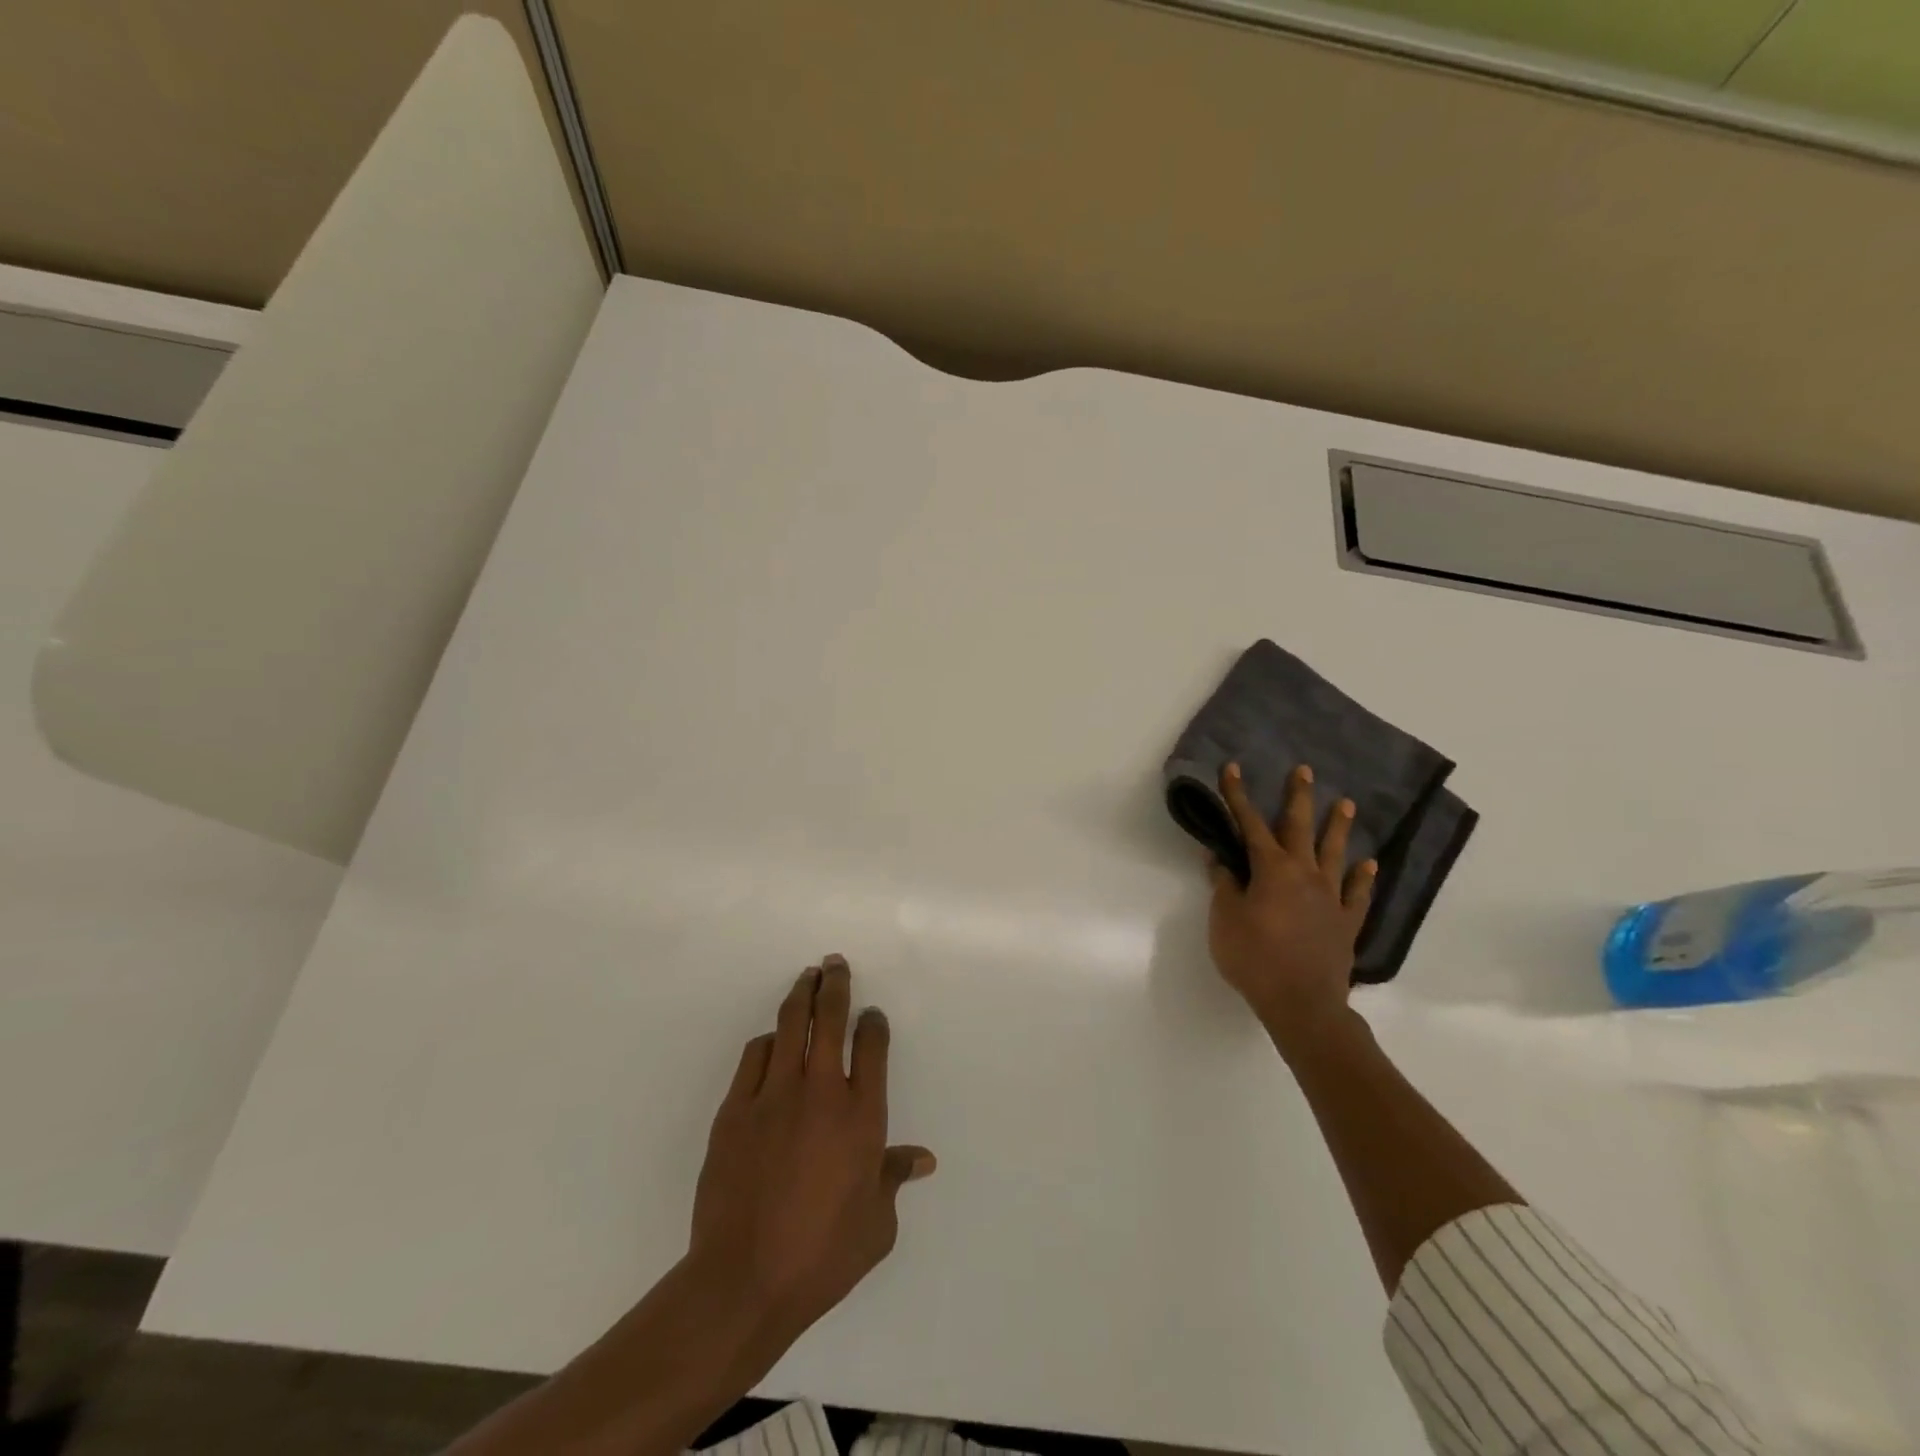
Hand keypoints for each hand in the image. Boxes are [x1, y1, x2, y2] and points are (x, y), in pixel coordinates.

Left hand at [689, 954, 935, 1344]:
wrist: (744, 1280)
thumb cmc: (822, 1256)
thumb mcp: (877, 1225)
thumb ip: (894, 1179)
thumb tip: (922, 1159)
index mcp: (862, 1115)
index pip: (872, 1045)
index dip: (873, 1023)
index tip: (871, 1015)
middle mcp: (821, 1091)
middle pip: (830, 1018)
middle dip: (836, 985)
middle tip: (835, 964)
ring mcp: (774, 1095)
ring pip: (790, 1025)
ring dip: (801, 996)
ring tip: (807, 978)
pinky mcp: (736, 1109)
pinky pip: (754, 1057)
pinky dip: (768, 1042)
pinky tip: (772, 1040)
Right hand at [1208, 762, 1376, 1056]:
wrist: (1302, 1004)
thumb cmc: (1254, 958)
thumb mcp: (1225, 920)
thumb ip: (1224, 886)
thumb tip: (1220, 860)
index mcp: (1272, 870)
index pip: (1250, 824)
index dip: (1238, 796)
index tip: (1233, 769)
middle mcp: (1305, 875)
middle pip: (1300, 828)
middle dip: (1299, 797)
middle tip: (1304, 770)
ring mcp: (1331, 898)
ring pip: (1335, 853)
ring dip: (1338, 828)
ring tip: (1346, 803)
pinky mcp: (1346, 923)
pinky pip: (1358, 894)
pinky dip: (1363, 877)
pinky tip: (1369, 865)